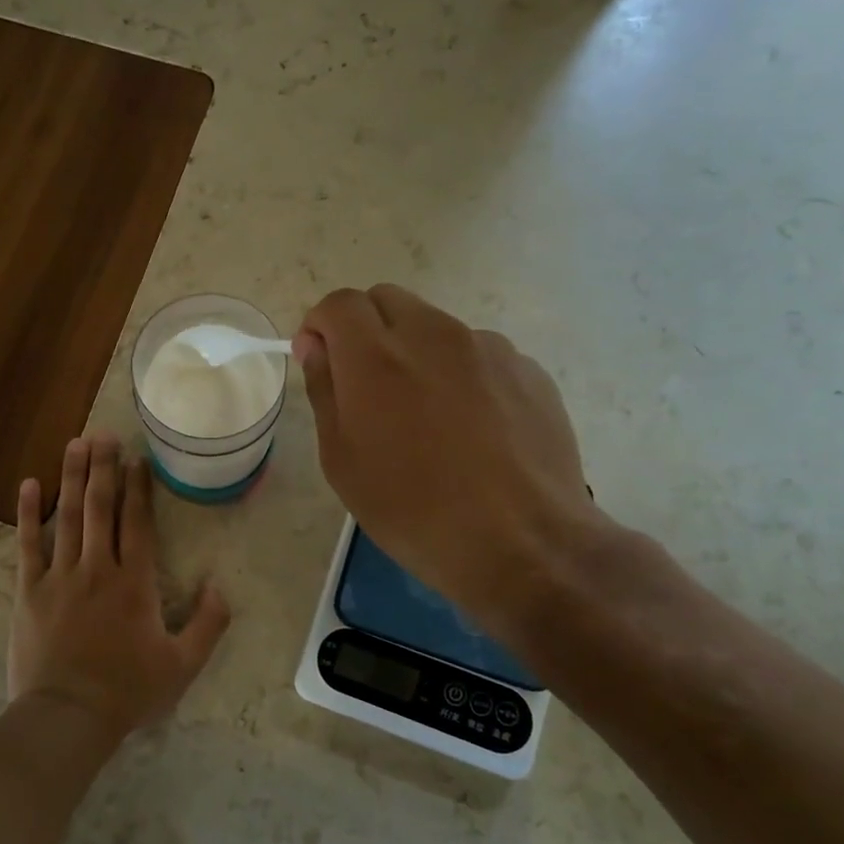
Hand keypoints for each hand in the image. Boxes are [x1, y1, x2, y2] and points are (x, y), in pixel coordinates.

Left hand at [9, 430, 231, 739]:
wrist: (67, 717)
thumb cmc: (127, 691)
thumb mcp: (182, 665)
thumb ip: (208, 624)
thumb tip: (220, 586)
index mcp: (135, 583)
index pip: (137, 522)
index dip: (138, 487)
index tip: (137, 458)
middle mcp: (97, 568)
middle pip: (101, 507)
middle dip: (104, 467)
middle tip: (104, 433)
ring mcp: (60, 576)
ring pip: (67, 516)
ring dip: (72, 477)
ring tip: (76, 443)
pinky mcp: (29, 590)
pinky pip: (28, 544)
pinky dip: (29, 513)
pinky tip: (29, 484)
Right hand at [294, 285, 606, 643]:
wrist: (522, 542)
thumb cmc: (413, 509)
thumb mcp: (342, 460)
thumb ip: (324, 389)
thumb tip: (316, 346)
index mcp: (376, 356)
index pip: (339, 304)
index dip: (321, 326)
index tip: (321, 362)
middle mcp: (432, 334)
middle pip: (386, 300)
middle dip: (365, 328)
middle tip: (367, 385)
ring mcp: (487, 347)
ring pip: (434, 326)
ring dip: (416, 351)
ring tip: (428, 416)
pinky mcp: (527, 368)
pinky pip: (478, 354)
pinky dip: (460, 373)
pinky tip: (472, 428)